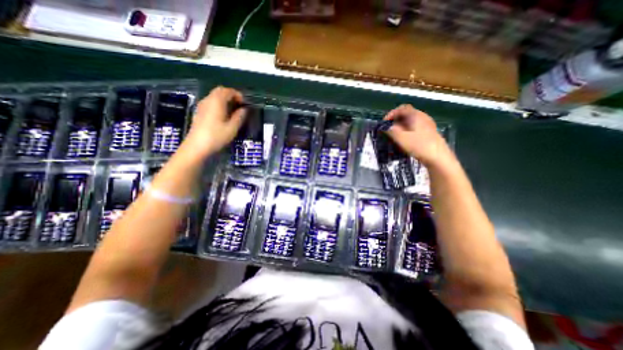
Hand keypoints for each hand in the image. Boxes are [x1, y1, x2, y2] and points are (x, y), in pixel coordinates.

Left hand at [181, 87, 245, 157]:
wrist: (196, 146)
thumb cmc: (216, 136)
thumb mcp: (232, 128)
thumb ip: (239, 117)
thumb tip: (244, 109)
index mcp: (217, 101)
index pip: (228, 91)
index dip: (238, 95)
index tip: (244, 104)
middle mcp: (208, 100)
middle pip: (220, 91)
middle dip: (231, 96)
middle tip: (239, 106)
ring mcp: (202, 106)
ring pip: (214, 96)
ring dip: (225, 100)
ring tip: (233, 111)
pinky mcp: (199, 112)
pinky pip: (210, 103)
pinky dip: (219, 105)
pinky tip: (223, 116)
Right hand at [385, 104, 452, 168]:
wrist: (439, 158)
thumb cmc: (420, 146)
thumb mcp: (402, 139)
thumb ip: (391, 131)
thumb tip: (384, 127)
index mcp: (416, 115)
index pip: (402, 108)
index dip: (391, 114)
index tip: (384, 123)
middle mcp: (423, 117)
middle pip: (406, 114)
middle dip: (395, 121)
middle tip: (387, 130)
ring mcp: (427, 125)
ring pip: (410, 122)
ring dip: (400, 127)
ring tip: (394, 136)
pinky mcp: (429, 133)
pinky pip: (414, 128)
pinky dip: (406, 131)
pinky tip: (404, 140)